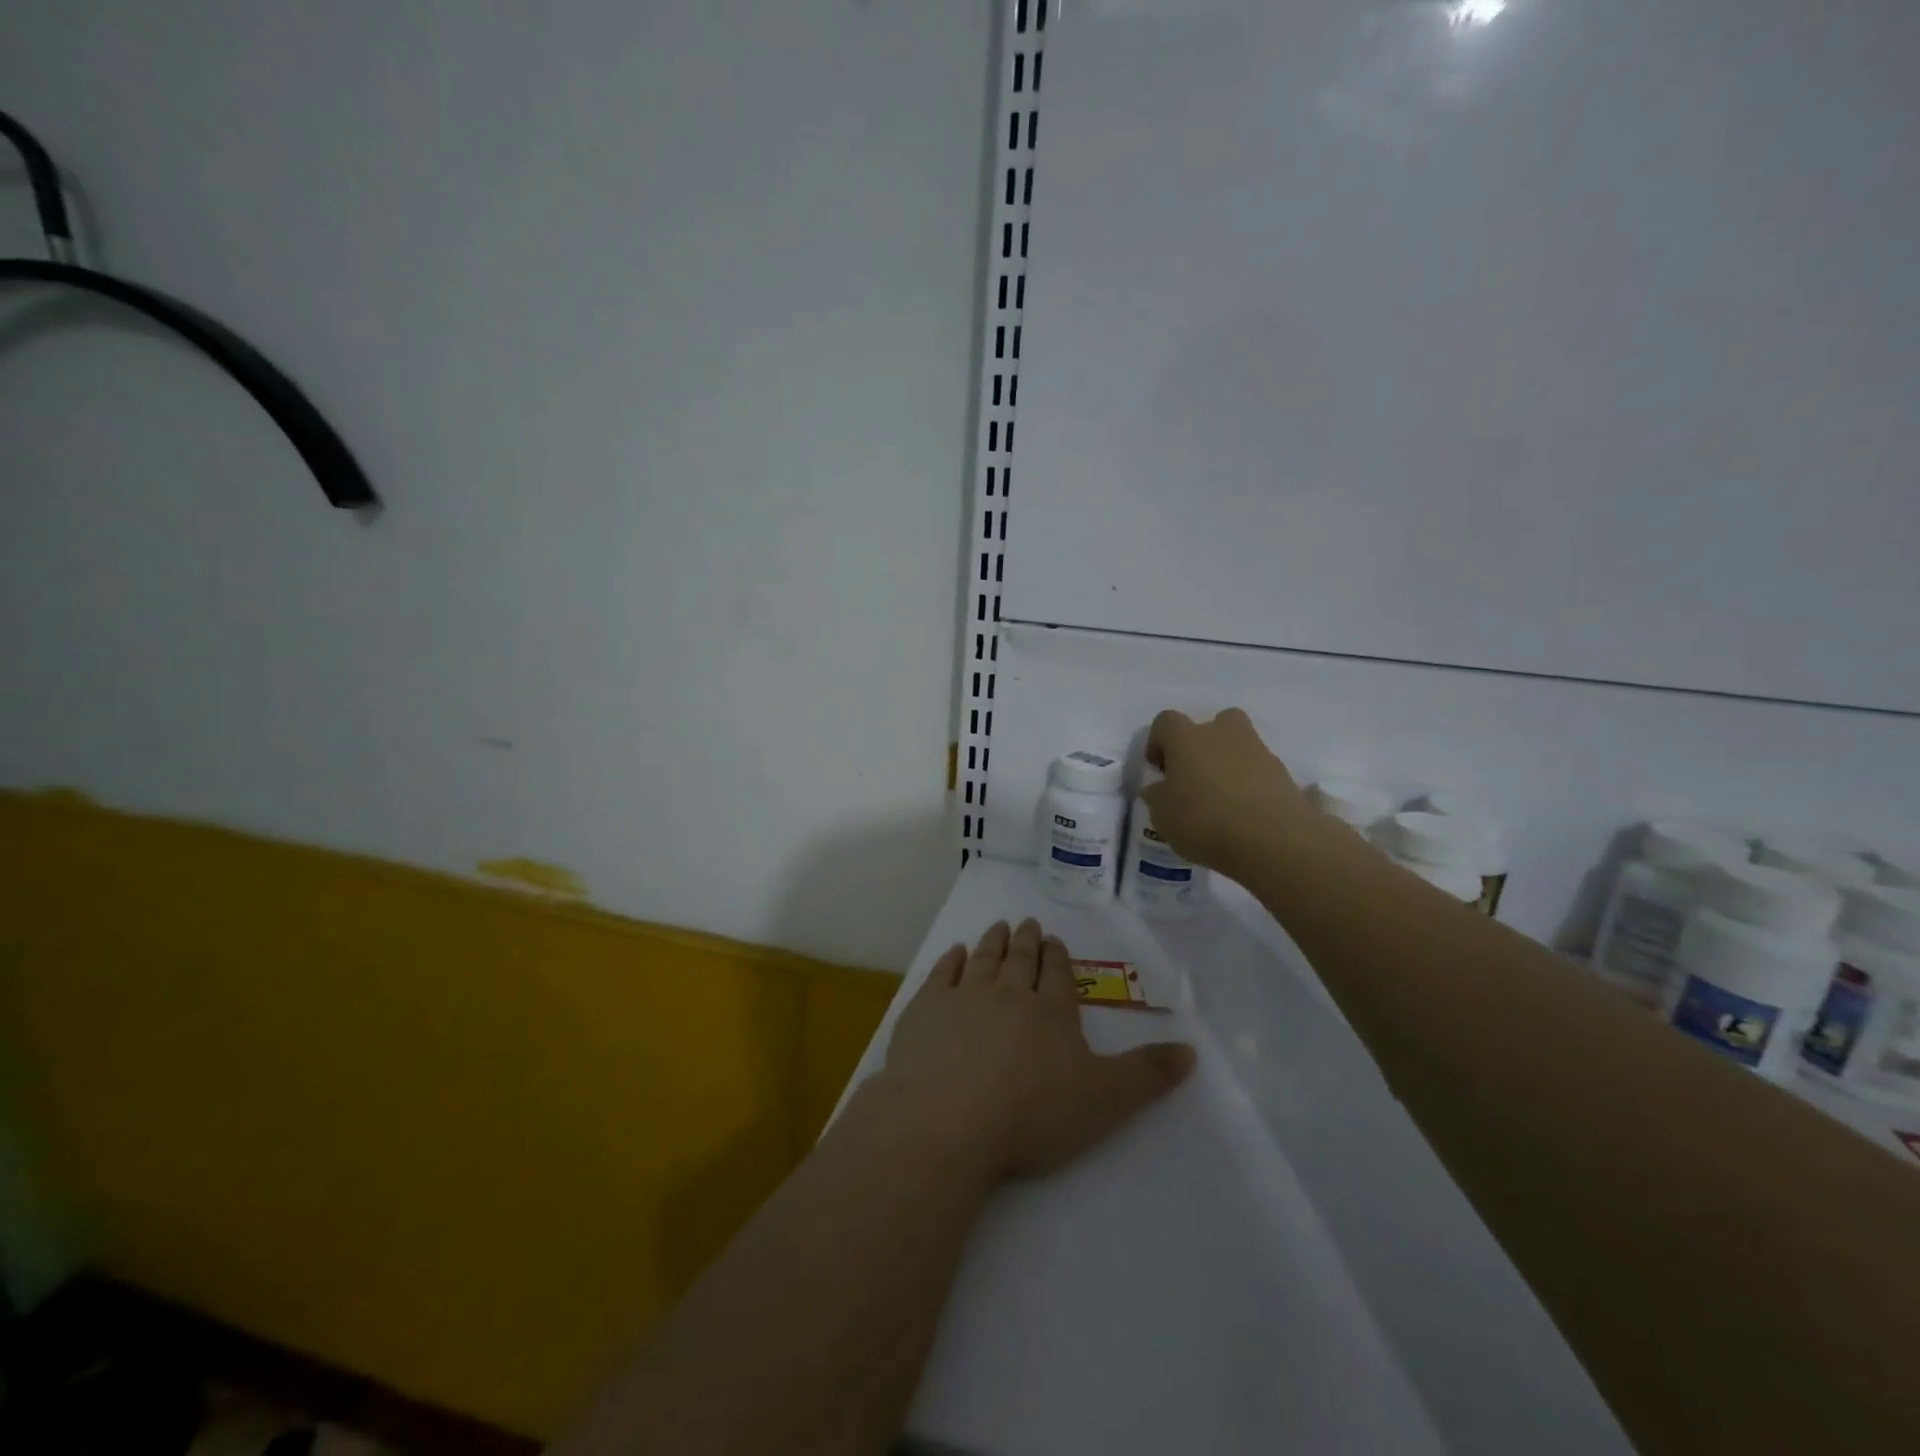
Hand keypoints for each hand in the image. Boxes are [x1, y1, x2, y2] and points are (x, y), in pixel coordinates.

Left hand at [876, 920, 1194, 1183]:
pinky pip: (942, 974)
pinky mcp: (926, 1009)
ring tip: (998, 926)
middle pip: (1020, 960)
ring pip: (984, 960)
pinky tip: (955, 952)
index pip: (1058, 975)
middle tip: (1027, 923)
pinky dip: (950, 960)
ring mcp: (964, 997)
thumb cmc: (1031, 1115)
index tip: (1054, 940)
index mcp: (1051, 1013)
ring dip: (993, 942)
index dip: (1058, 957)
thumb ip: (1147, 1075)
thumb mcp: (1104, 1101)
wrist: (947, 1120)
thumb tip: (1193, 1049)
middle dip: (1026, 941)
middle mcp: (1009, 994)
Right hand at [1142, 708, 1323, 876]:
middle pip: (1217, 722)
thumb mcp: (1163, 817)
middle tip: (1197, 775)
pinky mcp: (1287, 777)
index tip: (1158, 769)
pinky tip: (1252, 817)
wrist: (1272, 840)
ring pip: (1244, 747)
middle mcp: (1225, 736)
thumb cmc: (1204, 821)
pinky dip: (1259, 789)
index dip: (1158, 741)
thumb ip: (1158, 797)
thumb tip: (1160, 789)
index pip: (1166, 722)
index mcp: (1188, 739)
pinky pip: (1267, 776)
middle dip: (1206, 742)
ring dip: (1233, 765)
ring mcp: (1261, 754)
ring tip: (1225, 803)